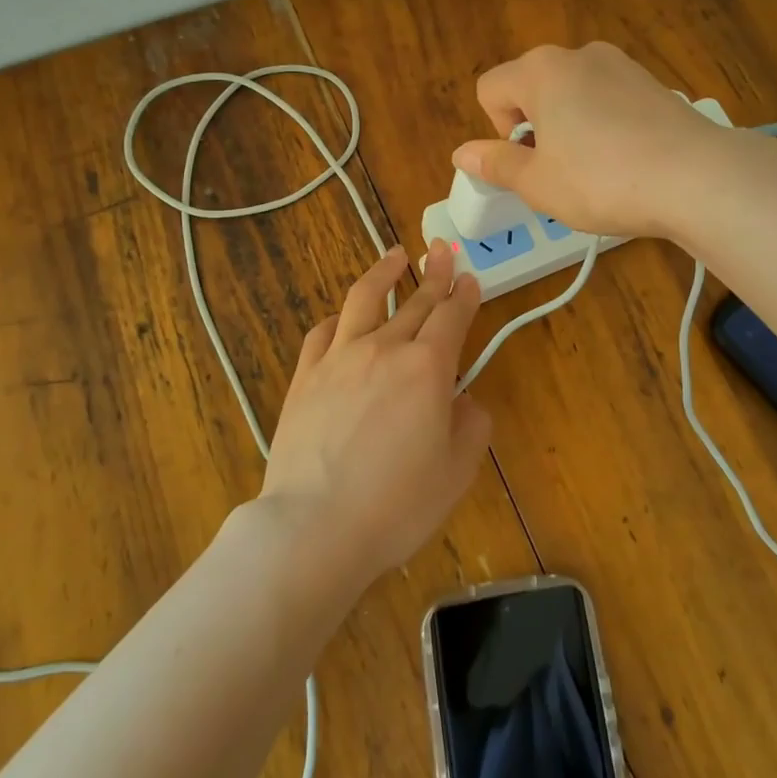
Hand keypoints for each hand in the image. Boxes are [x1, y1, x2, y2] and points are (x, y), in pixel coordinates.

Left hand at [259, 240, 488, 581]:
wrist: (314, 526)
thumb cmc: (396, 504)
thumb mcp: (456, 472)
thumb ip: (471, 426)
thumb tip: (464, 400)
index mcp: (427, 367)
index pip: (452, 316)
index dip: (464, 294)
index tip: (470, 278)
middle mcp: (384, 348)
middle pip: (415, 300)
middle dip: (435, 273)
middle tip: (443, 251)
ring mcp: (339, 358)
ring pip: (364, 299)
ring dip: (383, 272)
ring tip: (395, 255)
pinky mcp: (305, 376)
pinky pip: (324, 332)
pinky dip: (339, 318)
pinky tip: (343, 318)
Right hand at [451, 42, 731, 238]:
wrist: (695, 177)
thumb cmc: (601, 180)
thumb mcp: (538, 183)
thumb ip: (496, 163)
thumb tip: (461, 153)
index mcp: (540, 70)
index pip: (490, 88)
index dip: (499, 130)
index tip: (529, 162)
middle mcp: (578, 54)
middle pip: (531, 86)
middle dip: (534, 127)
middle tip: (558, 171)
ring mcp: (620, 64)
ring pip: (571, 93)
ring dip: (568, 126)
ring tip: (596, 169)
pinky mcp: (651, 82)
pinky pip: (607, 99)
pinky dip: (603, 124)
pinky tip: (626, 159)